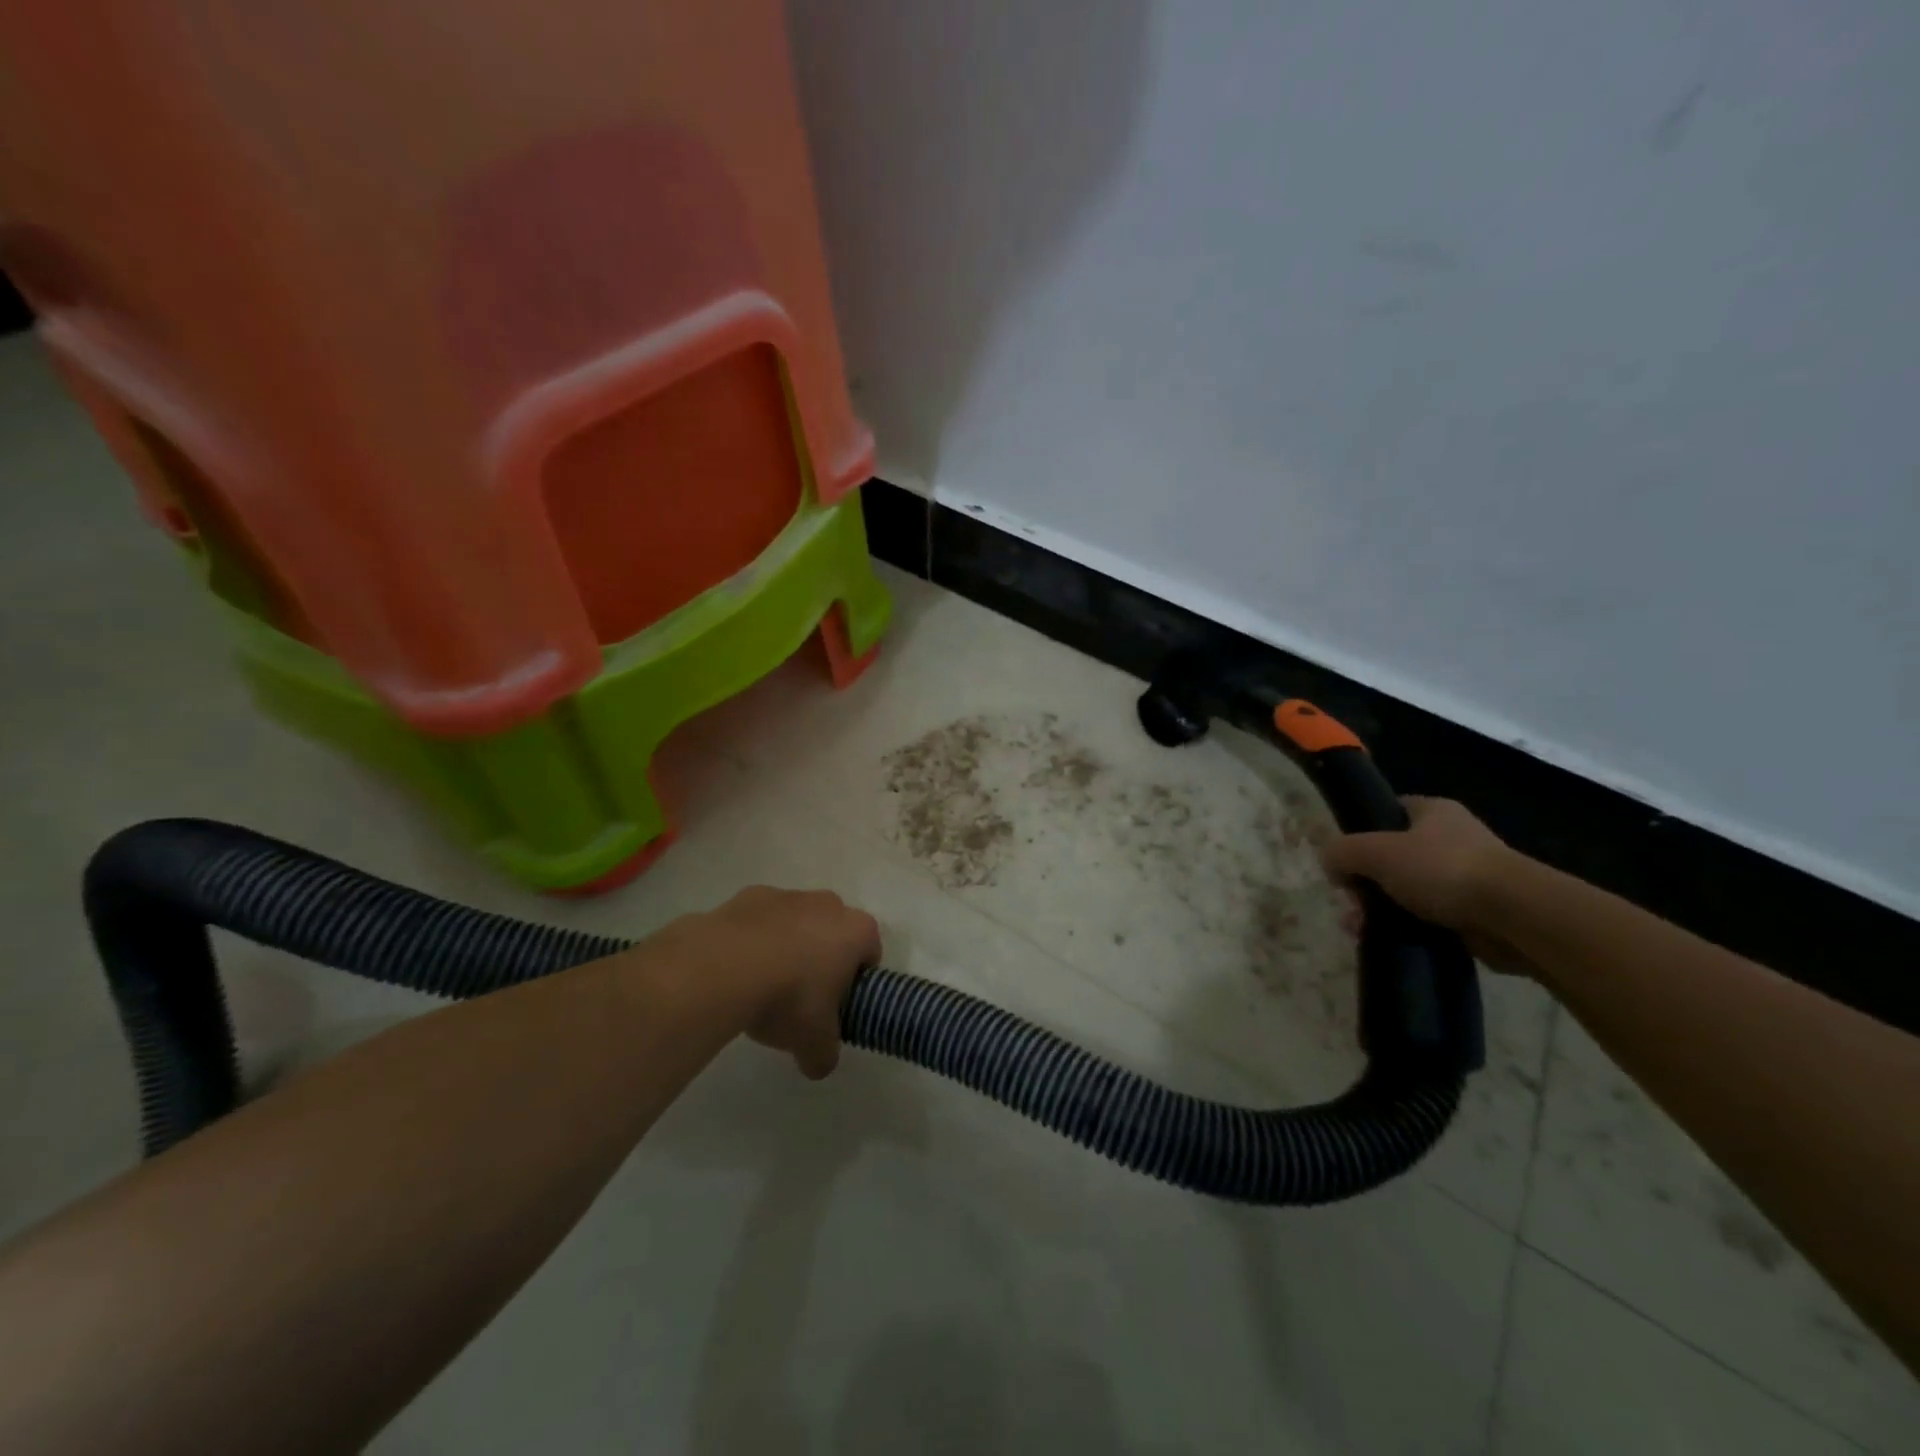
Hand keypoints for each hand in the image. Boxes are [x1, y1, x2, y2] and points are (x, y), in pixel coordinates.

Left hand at [671, 886, 881, 1078]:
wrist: (724, 967)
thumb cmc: (789, 998)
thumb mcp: (814, 1043)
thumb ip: (825, 1054)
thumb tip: (819, 1063)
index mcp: (856, 931)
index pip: (870, 953)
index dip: (856, 981)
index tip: (836, 1006)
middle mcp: (827, 904)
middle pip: (833, 932)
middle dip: (822, 959)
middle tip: (801, 998)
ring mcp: (787, 895)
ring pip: (796, 922)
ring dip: (786, 946)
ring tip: (761, 986)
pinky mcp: (749, 895)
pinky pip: (760, 920)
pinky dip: (753, 940)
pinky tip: (735, 970)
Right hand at [1321, 797, 1536, 976]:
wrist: (1515, 917)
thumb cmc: (1442, 869)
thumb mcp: (1375, 852)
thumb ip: (1342, 852)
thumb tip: (1329, 863)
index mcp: (1433, 811)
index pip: (1389, 812)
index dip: (1361, 831)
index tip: (1345, 859)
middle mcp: (1452, 838)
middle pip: (1393, 856)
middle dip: (1366, 881)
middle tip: (1351, 903)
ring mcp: (1468, 876)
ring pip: (1409, 890)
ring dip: (1382, 909)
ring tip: (1361, 929)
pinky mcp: (1477, 912)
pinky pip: (1430, 917)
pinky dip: (1408, 928)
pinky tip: (1389, 941)